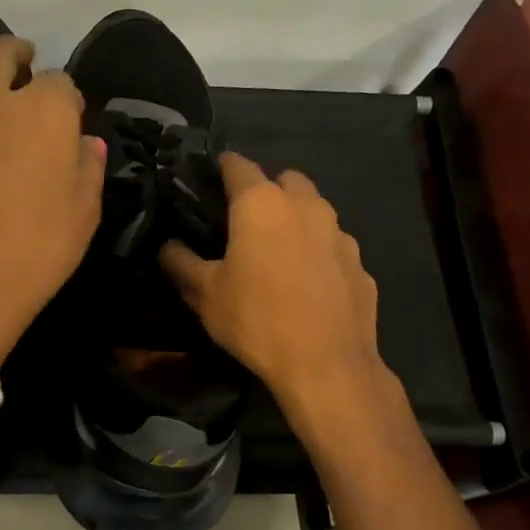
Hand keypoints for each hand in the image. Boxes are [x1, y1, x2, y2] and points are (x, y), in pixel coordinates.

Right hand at [159, 152, 383, 400]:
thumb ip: (180, 262)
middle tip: (246, 221)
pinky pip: (334, 247)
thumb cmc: (257, 319)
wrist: (327, 365)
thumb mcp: (204, 294)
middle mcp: (306, 206)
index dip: (222, 167)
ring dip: (296, 220)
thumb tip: (167, 245)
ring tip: (278, 253)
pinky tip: (308, 285)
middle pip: (286, 180)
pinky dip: (319, 254)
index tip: (210, 179)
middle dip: (267, 189)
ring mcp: (340, 234)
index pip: (238, 165)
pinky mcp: (361, 265)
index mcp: (262, 204)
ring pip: (315, 211)